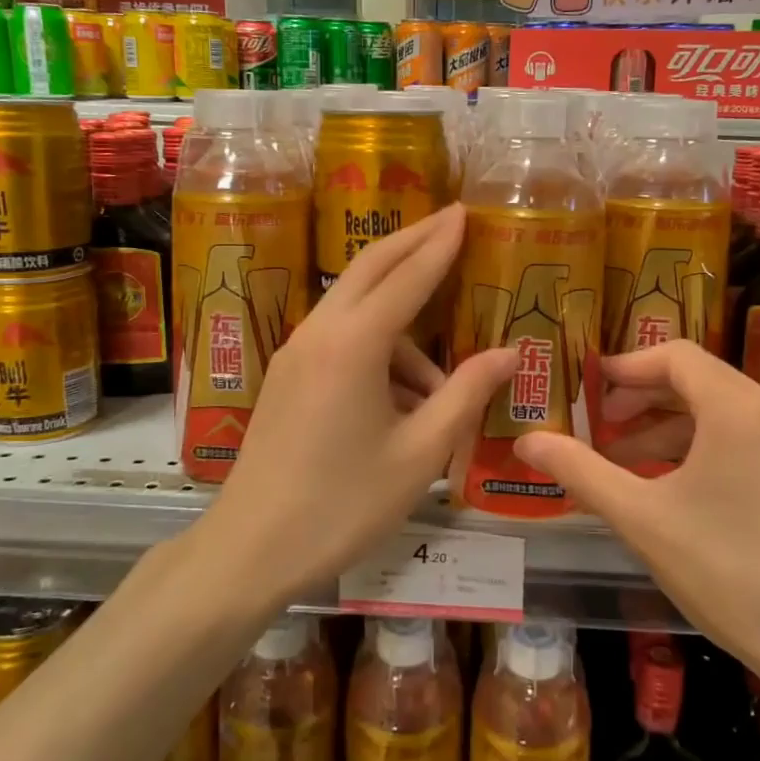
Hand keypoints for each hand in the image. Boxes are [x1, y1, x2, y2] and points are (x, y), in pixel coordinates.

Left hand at [194, 205, 517, 600]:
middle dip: (412, 242)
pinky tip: (401, 401)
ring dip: (401, 323)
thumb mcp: (419, 454)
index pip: (407, 276)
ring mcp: (296, 352)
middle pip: (370, 267)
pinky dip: (377, 349)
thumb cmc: (342, 504)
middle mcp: (320, 332)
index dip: (440, 243)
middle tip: (450, 223)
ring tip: (441, 385)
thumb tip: (508, 352)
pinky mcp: (287, 375)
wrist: (251, 548)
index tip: (464, 212)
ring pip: (356, 308)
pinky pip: (340, 338)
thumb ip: (465, 395)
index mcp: (354, 344)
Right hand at [516, 340, 759, 691]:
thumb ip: (580, 471)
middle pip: (698, 379)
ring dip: (669, 426)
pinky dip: (701, 446)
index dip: (628, 366)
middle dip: (643, 397)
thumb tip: (526, 441)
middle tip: (600, 423)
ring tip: (626, 461)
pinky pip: (744, 438)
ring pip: (721, 411)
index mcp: (736, 409)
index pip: (675, 356)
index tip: (590, 386)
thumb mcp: (641, 518)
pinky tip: (673, 487)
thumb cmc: (728, 572)